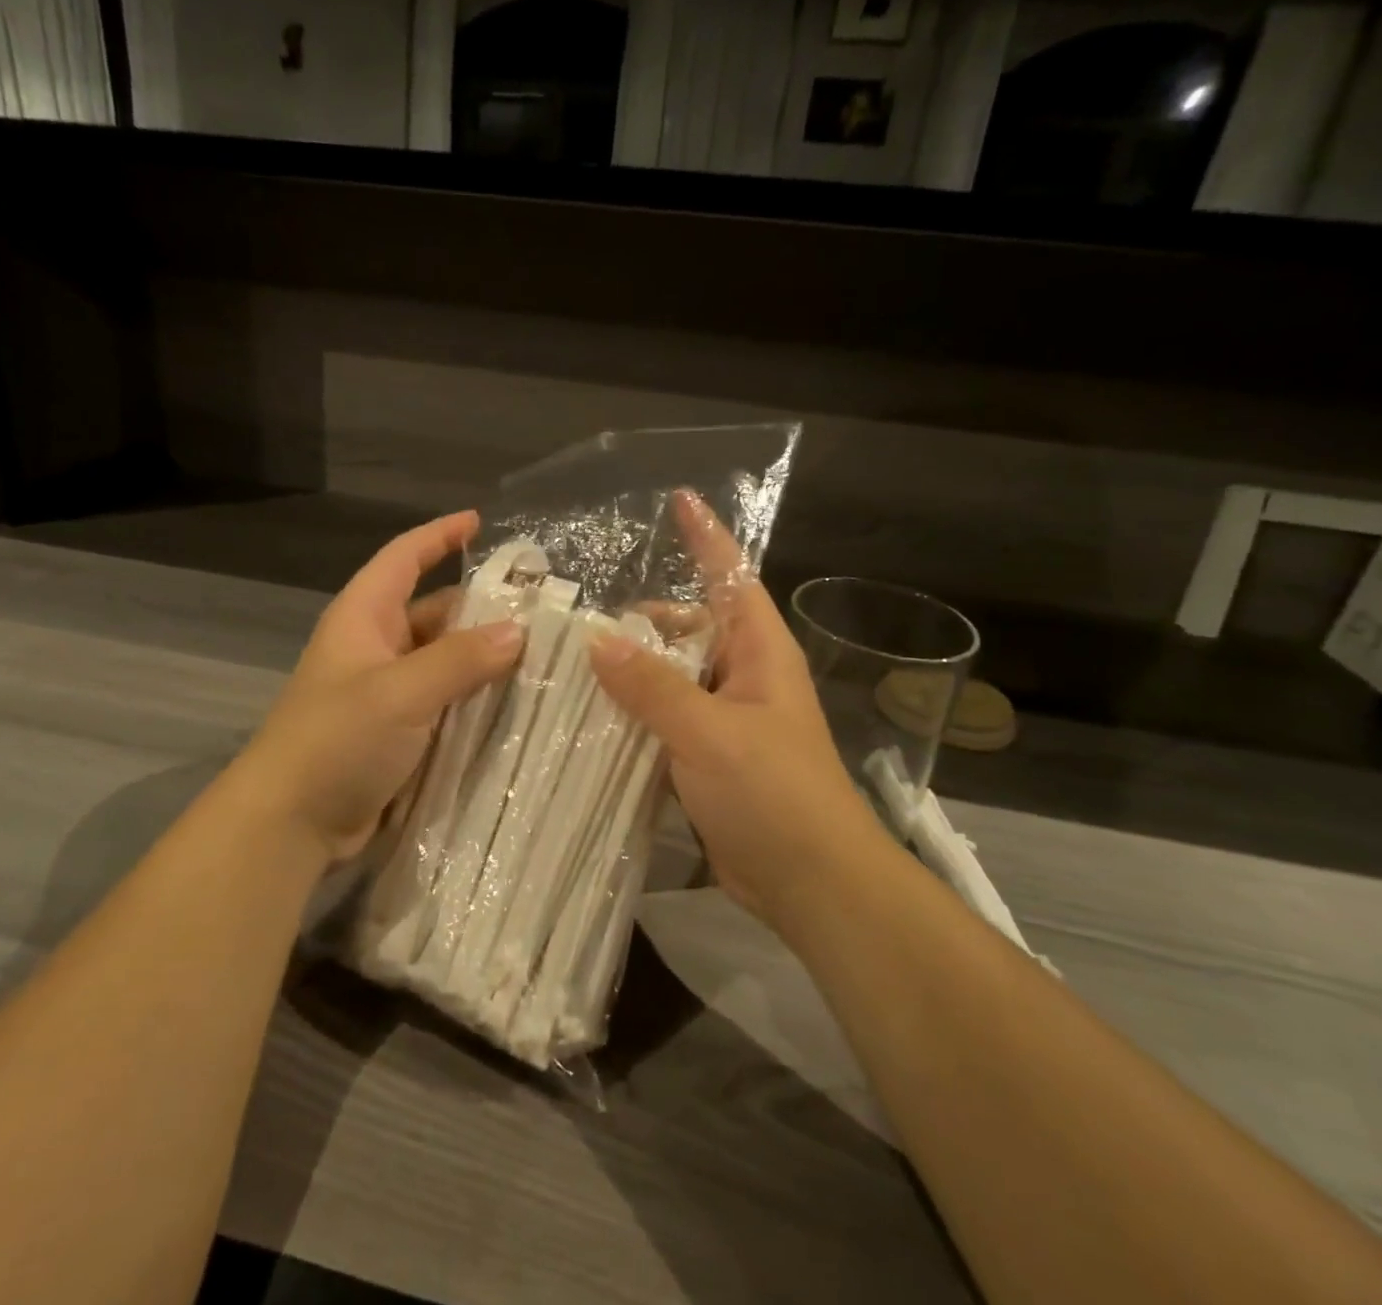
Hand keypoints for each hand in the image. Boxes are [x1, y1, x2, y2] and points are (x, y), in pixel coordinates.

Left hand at [242, 511, 525, 864]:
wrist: (290, 824)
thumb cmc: (336, 740)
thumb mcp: (401, 692)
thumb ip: (461, 659)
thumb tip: (519, 631)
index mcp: (364, 618)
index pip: (404, 558)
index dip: (439, 535)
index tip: (479, 522)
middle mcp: (376, 647)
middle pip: (434, 610)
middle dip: (481, 606)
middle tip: (539, 607)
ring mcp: (387, 692)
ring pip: (445, 660)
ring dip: (484, 657)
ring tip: (543, 655)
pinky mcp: (398, 732)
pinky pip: (445, 701)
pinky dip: (475, 697)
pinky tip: (516, 703)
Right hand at [588, 494, 883, 928]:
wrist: (812, 884)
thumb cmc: (774, 794)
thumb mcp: (710, 733)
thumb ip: (653, 686)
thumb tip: (596, 640)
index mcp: (759, 653)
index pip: (731, 578)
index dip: (707, 537)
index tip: (679, 498)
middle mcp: (742, 676)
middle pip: (686, 629)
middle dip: (640, 621)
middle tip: (576, 621)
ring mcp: (723, 719)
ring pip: (668, 678)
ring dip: (629, 674)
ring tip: (568, 666)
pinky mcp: (705, 758)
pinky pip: (662, 721)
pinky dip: (632, 716)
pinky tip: (588, 718)